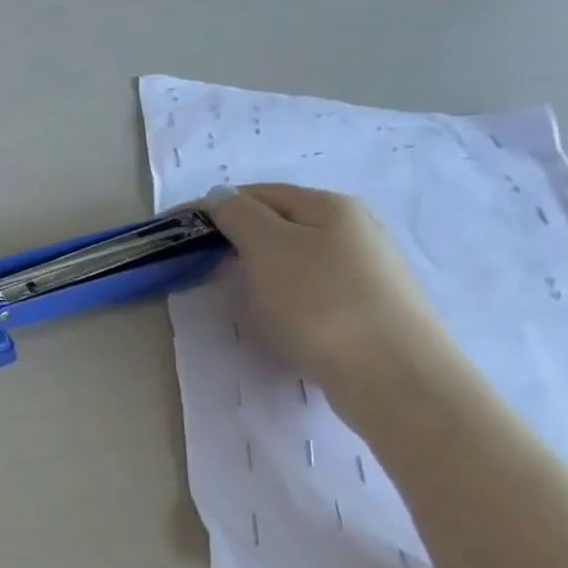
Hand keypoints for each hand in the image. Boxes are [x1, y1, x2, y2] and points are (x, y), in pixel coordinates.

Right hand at [203, 184, 464, 412]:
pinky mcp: (367, 304)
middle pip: (277, 223)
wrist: (392, 373)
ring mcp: (364, 266)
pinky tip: (277, 317)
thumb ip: (239, 216)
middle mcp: (352, 227)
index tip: (175, 234)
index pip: (255, 193)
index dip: (211, 209)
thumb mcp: (268, 248)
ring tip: (236, 296)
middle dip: (234, 240)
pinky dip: (282, 294)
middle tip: (199, 268)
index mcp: (327, 205)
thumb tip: (221, 196)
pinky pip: (309, 286)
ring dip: (257, 269)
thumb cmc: (319, 302)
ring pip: (293, 256)